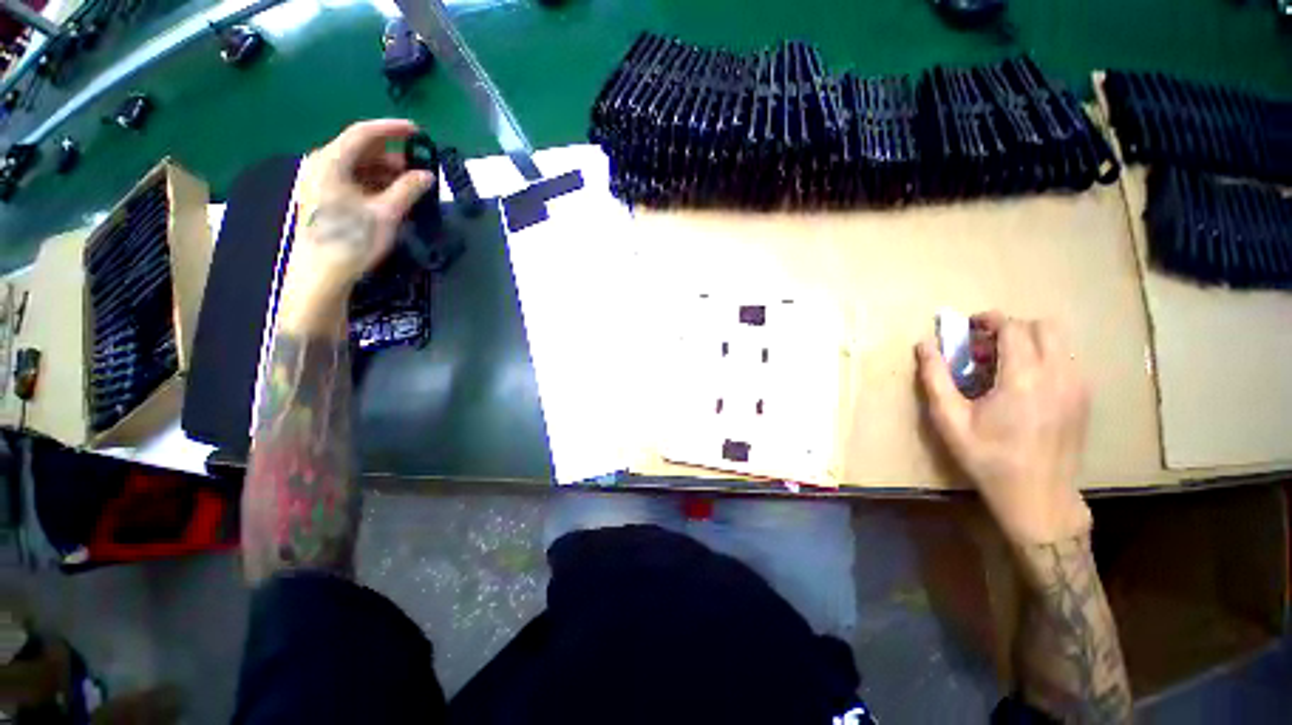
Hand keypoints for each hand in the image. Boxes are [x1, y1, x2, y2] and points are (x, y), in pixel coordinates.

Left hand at [279, 119, 434, 332]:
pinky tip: (391, 196)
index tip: (418, 131)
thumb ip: (408, 190)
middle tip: (418, 168)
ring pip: (356, 166)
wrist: (322, 273)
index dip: (392, 128)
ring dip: (384, 172)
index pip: (364, 133)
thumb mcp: (386, 213)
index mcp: (331, 162)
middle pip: (359, 149)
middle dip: (391, 156)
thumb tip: (427, 175)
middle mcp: (321, 165)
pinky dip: (373, 183)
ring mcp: (320, 182)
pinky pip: (351, 180)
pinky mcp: (323, 198)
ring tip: (409, 185)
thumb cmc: (352, 240)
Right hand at [917, 313, 1092, 545]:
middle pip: (1043, 326)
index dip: (989, 320)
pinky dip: (1045, 358)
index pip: (1013, 328)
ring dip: (1030, 341)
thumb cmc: (986, 457)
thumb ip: (935, 377)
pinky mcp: (1085, 398)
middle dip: (1012, 327)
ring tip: (1005, 365)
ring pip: (1059, 341)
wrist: (1037, 495)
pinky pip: (1067, 360)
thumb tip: (923, 345)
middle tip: (986, 347)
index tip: (970, 326)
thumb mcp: (949, 420)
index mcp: (1022, 378)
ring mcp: (1077, 386)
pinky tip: (1026, 384)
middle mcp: (1058, 374)